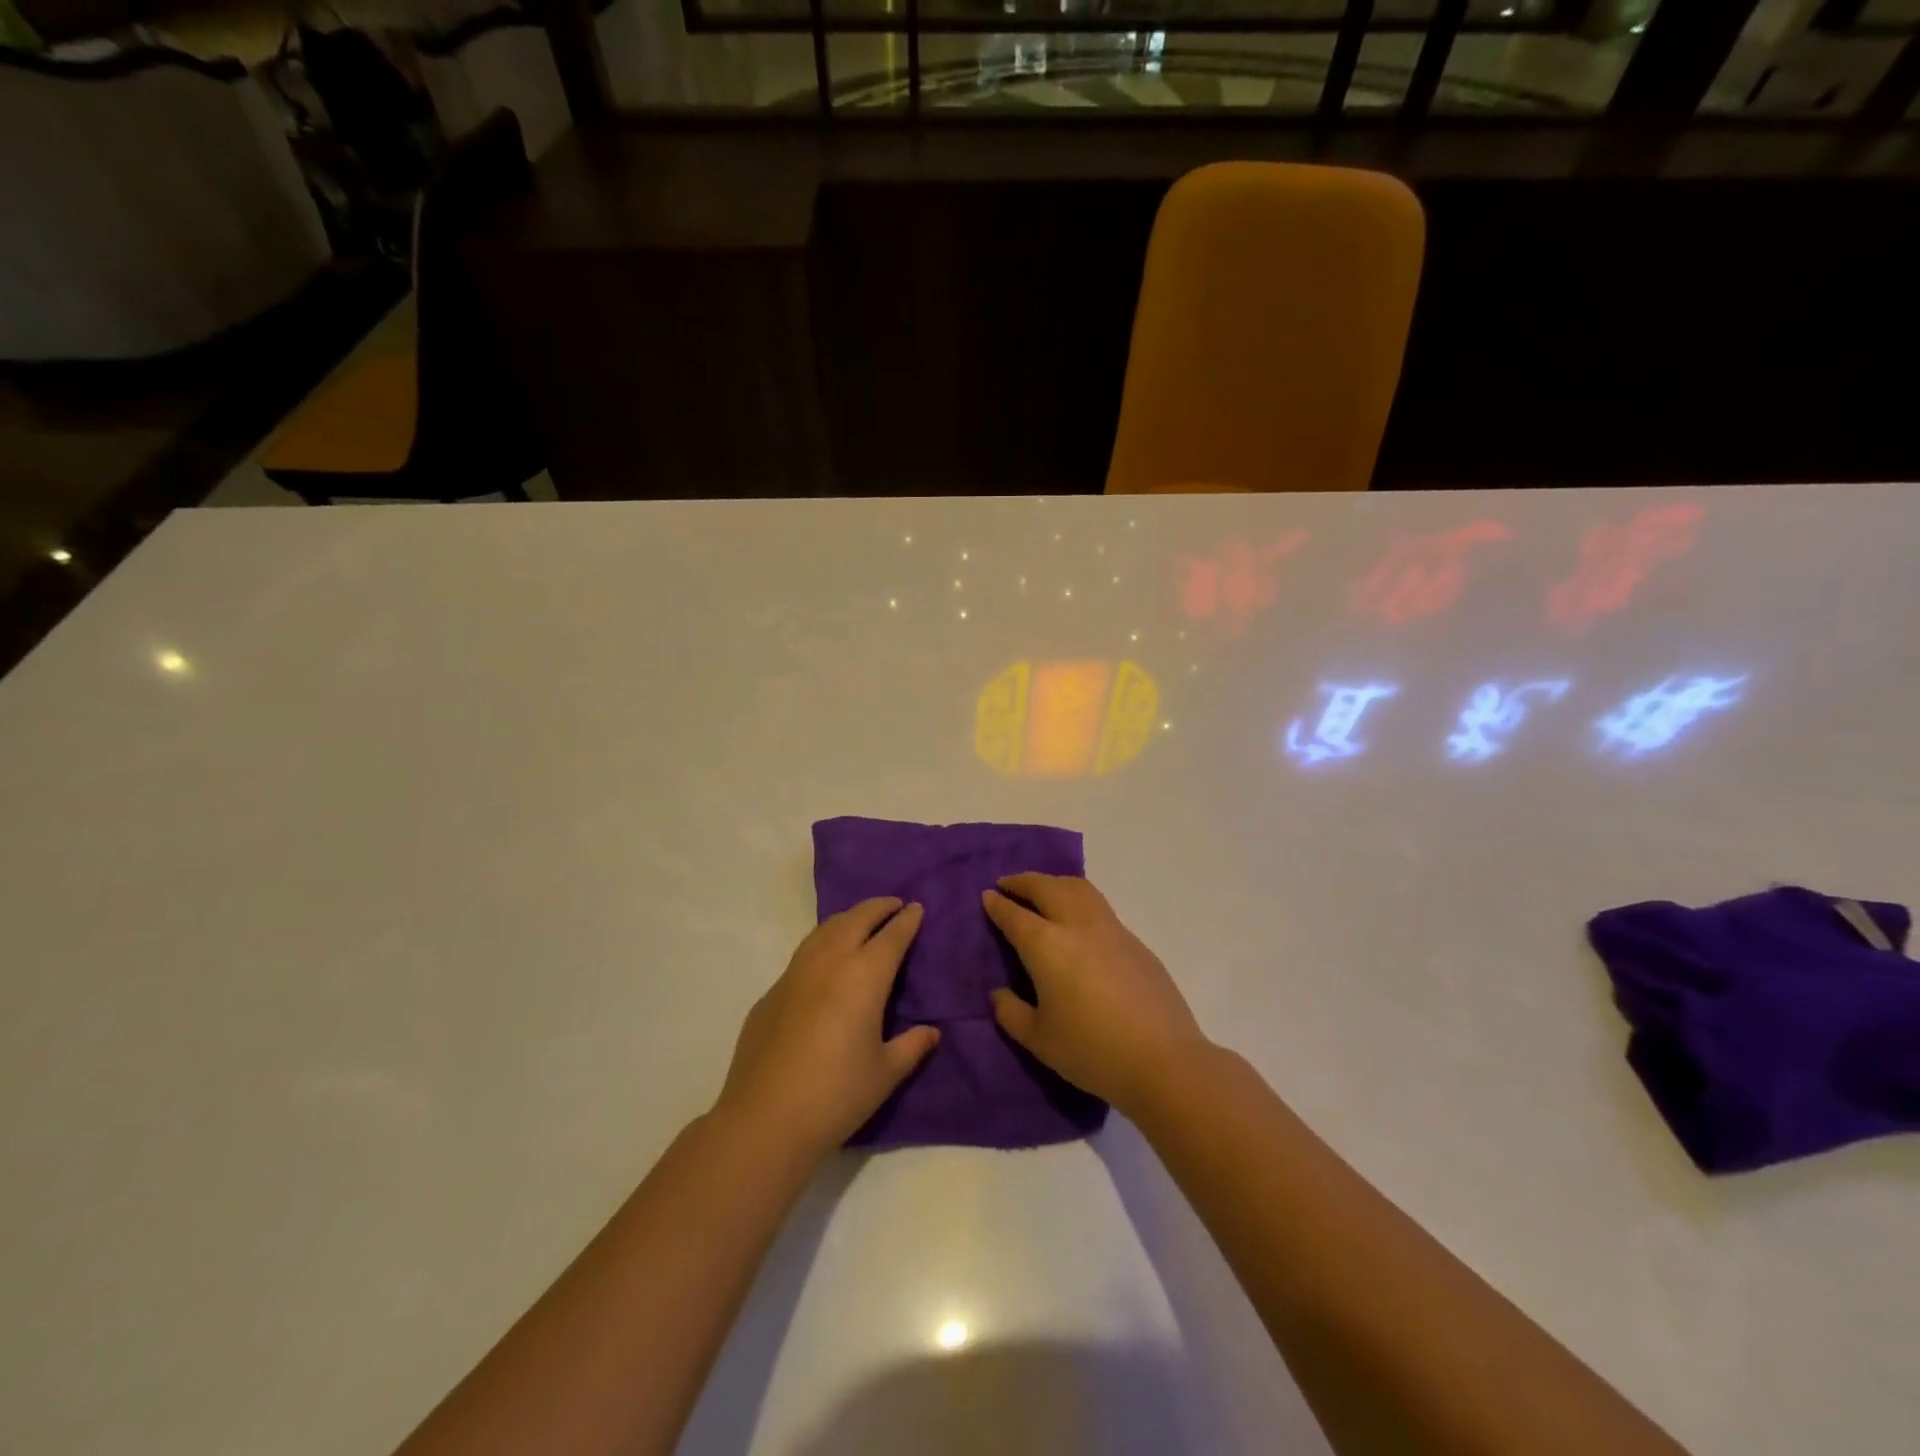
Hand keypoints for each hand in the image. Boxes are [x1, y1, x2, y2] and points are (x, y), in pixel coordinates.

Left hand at [718, 898, 939, 1155]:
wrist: (765, 1118)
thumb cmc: (836, 1094)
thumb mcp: (885, 1073)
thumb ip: (912, 1046)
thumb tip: (932, 1032)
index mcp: (864, 976)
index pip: (892, 936)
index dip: (907, 920)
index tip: (916, 908)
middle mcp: (830, 962)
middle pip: (856, 919)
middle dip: (878, 907)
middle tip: (893, 904)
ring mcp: (795, 973)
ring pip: (825, 929)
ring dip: (848, 919)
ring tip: (861, 921)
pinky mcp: (772, 992)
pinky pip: (803, 954)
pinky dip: (823, 943)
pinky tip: (825, 962)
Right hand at [984, 874, 1208, 1113]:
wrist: (1163, 1059)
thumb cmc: (1091, 1051)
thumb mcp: (1038, 1040)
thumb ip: (1011, 1012)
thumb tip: (999, 993)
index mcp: (1046, 945)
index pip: (1014, 914)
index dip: (997, 904)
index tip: (987, 896)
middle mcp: (1076, 925)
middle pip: (1046, 887)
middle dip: (1023, 882)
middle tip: (1008, 884)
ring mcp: (1110, 928)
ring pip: (1077, 887)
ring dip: (1053, 882)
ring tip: (1042, 890)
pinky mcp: (1134, 940)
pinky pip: (1098, 905)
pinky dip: (1078, 898)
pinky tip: (1077, 919)